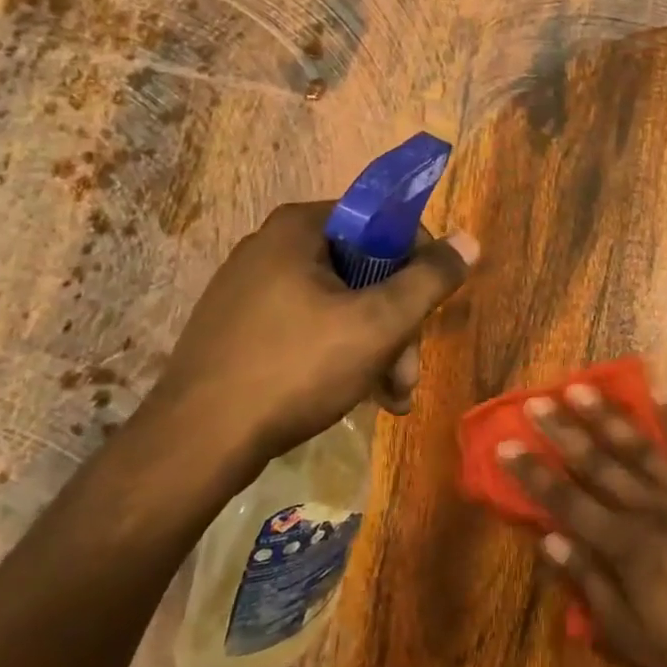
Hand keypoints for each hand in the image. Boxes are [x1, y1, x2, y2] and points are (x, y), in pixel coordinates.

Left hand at [142, 201, 476, 499]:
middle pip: (363, 270)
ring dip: (377, 348)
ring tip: (393, 399)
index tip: (429, 308)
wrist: (196, 444)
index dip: (418, 261)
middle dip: (398, 323)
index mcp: (300, 228)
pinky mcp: (240, 329)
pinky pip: (309, 327)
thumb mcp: (378, 323)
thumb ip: (430, 279)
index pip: (382, 222)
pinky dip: (342, 355)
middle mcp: (272, 247)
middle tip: (409, 374)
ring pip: (340, 304)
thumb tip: (470, 240)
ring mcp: (251, 289)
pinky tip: (361, 397)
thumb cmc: (296, 368)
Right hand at [502, 385, 666, 666]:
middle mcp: (652, 511)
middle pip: (599, 465)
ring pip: (641, 449)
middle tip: (537, 401)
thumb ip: (590, 585)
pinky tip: (666, 396)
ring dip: (609, 417)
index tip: (507, 444)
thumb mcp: (633, 638)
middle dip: (564, 432)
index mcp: (626, 548)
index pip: (567, 503)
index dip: (534, 474)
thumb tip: (549, 542)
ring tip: (583, 387)